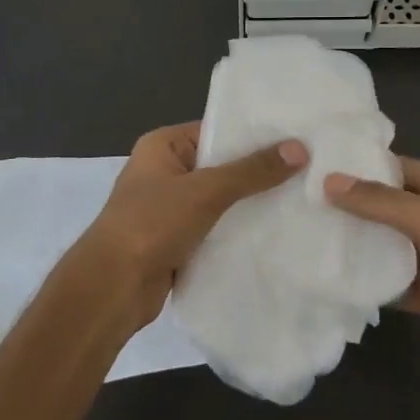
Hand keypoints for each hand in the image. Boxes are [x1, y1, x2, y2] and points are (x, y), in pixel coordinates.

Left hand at [73, 121, 306, 332]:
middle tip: (308, 169)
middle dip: (257, 172)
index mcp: (162, 145)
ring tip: (300, 199)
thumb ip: (252, 171)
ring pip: (220, 200)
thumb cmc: (151, 224)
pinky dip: (237, 230)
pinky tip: (274, 232)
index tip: (296, 138)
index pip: (216, 130)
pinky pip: (215, 227)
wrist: (112, 288)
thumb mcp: (205, 191)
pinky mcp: (176, 240)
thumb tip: (300, 148)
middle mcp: (165, 171)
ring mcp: (169, 208)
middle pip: (220, 165)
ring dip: (249, 204)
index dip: (254, 135)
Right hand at [324, 156, 419, 378]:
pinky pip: (394, 281)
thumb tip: (329, 182)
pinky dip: (371, 281)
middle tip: (304, 204)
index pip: (399, 169)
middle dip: (354, 207)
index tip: (318, 168)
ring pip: (389, 245)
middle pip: (390, 207)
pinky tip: (335, 278)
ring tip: (309, 237)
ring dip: (359, 245)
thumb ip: (381, 202)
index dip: (362, 167)